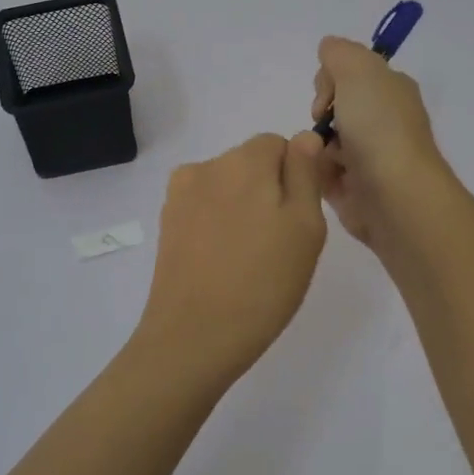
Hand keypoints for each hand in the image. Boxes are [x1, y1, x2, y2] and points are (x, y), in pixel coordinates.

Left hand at [130, 132, 328, 386]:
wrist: (194, 336)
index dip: (296, 175)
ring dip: (242, 207)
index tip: (301, 217)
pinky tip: (223, 261)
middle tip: (279, 243)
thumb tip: (304, 137)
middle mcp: (207, 166)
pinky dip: (218, 224)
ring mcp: (180, 195)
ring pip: (226, 187)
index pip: (279, 145)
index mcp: (244, 160)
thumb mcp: (305, 227)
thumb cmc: (263, 282)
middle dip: (268, 190)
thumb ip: (306, 174)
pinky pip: (204, 208)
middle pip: (250, 163)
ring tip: (249, 256)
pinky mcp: (167, 223)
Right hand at [310, 36, 448, 249]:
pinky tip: (320, 176)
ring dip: (314, 145)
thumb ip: (338, 52)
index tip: (328, 94)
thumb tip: (328, 50)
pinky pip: (322, 173)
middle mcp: (384, 121)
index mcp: (391, 91)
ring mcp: (370, 157)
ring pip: (324, 141)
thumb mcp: (358, 69)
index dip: (330, 79)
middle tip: (322, 125)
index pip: (351, 73)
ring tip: (320, 157)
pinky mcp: (355, 189)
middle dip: (320, 114)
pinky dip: (317, 172)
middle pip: (334, 107)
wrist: (394, 194)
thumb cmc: (378, 127)